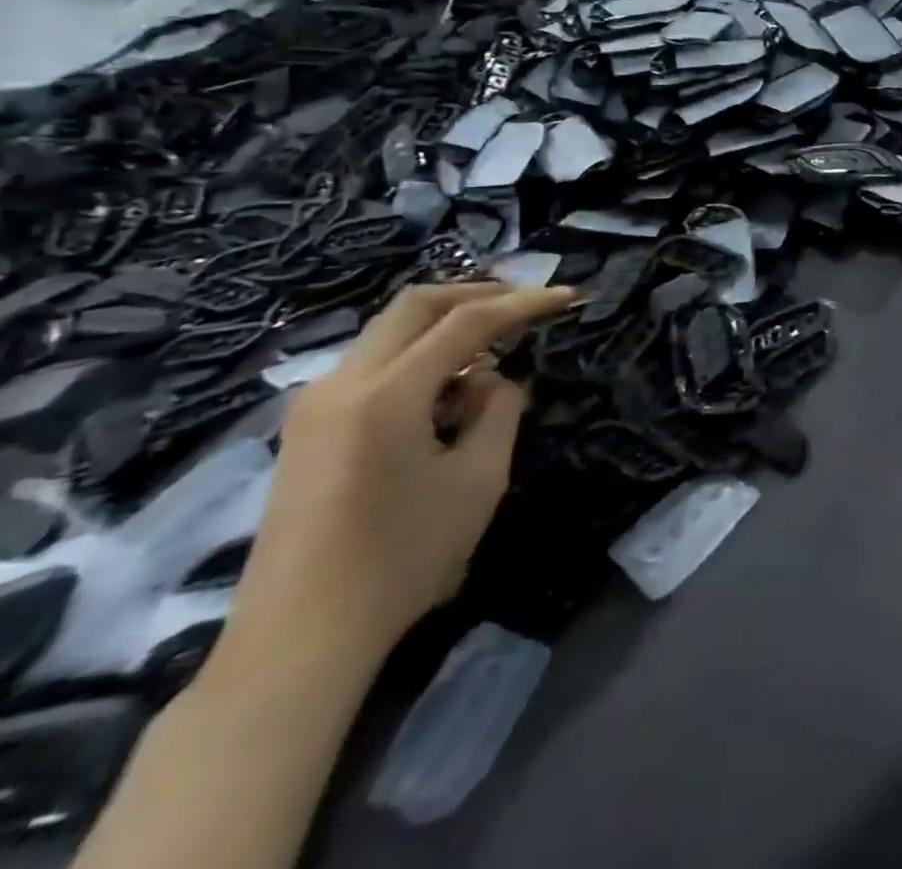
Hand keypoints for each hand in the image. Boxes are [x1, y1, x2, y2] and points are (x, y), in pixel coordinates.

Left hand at [219, 284, 574, 674]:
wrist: (298, 643)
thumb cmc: (401, 560)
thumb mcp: (478, 480)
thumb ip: (498, 412)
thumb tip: (493, 382)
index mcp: (384, 395)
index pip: (466, 322)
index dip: (524, 303)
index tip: (569, 297)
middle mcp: (340, 384)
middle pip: (413, 306)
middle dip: (477, 294)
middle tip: (526, 301)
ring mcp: (314, 406)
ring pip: (389, 333)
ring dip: (445, 329)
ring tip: (494, 355)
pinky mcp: (307, 430)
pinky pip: (372, 367)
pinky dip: (418, 360)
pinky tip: (448, 393)